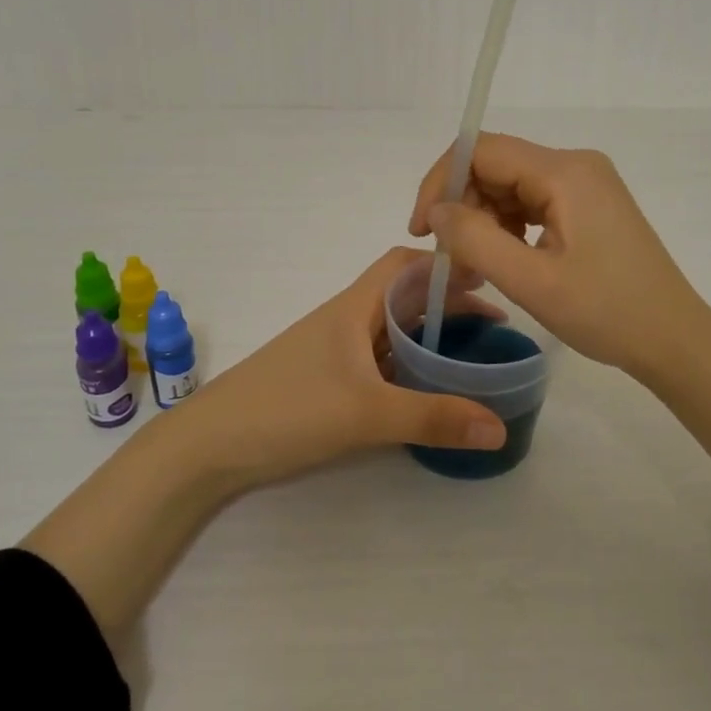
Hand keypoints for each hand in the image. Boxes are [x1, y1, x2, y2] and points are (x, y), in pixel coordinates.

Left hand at [25, 248, 507, 635]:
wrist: (209, 446)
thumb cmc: (287, 409)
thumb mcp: (366, 414)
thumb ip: (433, 418)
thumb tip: (500, 426)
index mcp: (354, 307)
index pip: (404, 264)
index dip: (444, 263)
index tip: (488, 277)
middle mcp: (345, 321)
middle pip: (403, 297)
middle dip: (447, 304)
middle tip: (494, 326)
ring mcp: (333, 353)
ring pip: (390, 331)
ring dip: (428, 336)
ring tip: (470, 356)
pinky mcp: (324, 382)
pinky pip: (377, 362)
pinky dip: (407, 366)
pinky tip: (425, 390)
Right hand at [409, 133, 710, 379]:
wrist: (674, 338)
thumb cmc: (607, 313)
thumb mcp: (531, 281)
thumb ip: (475, 240)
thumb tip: (436, 212)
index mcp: (565, 172)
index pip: (482, 150)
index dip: (441, 182)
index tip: (421, 230)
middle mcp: (576, 164)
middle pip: (496, 165)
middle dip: (463, 204)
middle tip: (452, 256)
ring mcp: (586, 183)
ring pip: (512, 184)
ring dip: (484, 218)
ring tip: (478, 263)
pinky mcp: (590, 205)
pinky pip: (533, 200)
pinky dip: (509, 225)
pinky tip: (507, 257)